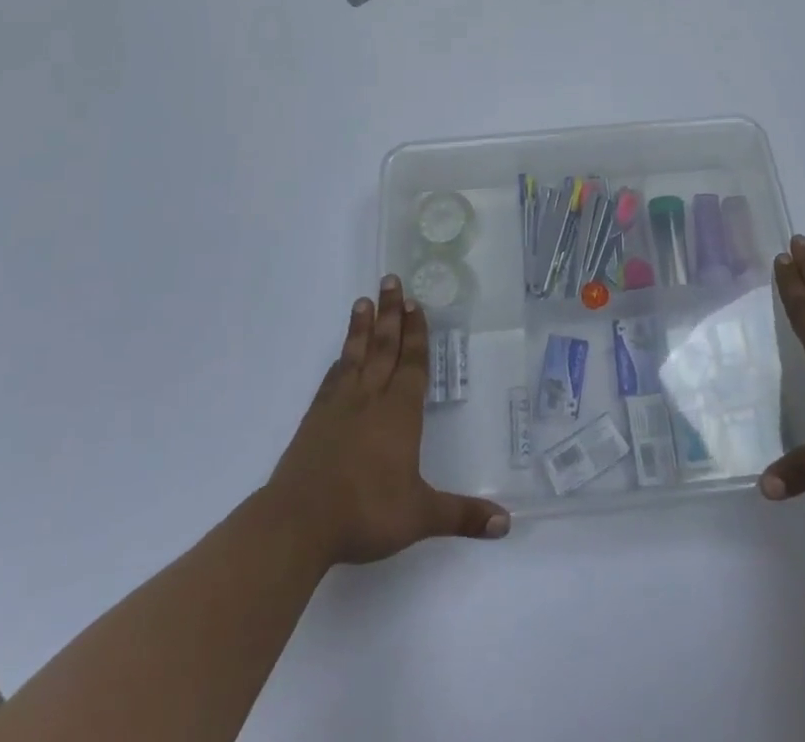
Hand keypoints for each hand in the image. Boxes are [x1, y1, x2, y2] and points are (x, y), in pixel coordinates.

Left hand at [261, 275, 509, 565]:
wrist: (297, 524)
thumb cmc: (365, 513)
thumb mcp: (420, 516)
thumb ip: (462, 515)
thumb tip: (507, 524)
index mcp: (399, 413)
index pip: (412, 363)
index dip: (416, 333)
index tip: (415, 302)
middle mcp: (371, 399)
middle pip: (384, 347)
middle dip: (391, 314)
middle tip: (391, 280)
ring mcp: (339, 407)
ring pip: (356, 356)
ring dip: (362, 327)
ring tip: (364, 300)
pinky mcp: (314, 420)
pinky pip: (332, 379)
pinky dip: (340, 361)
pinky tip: (341, 356)